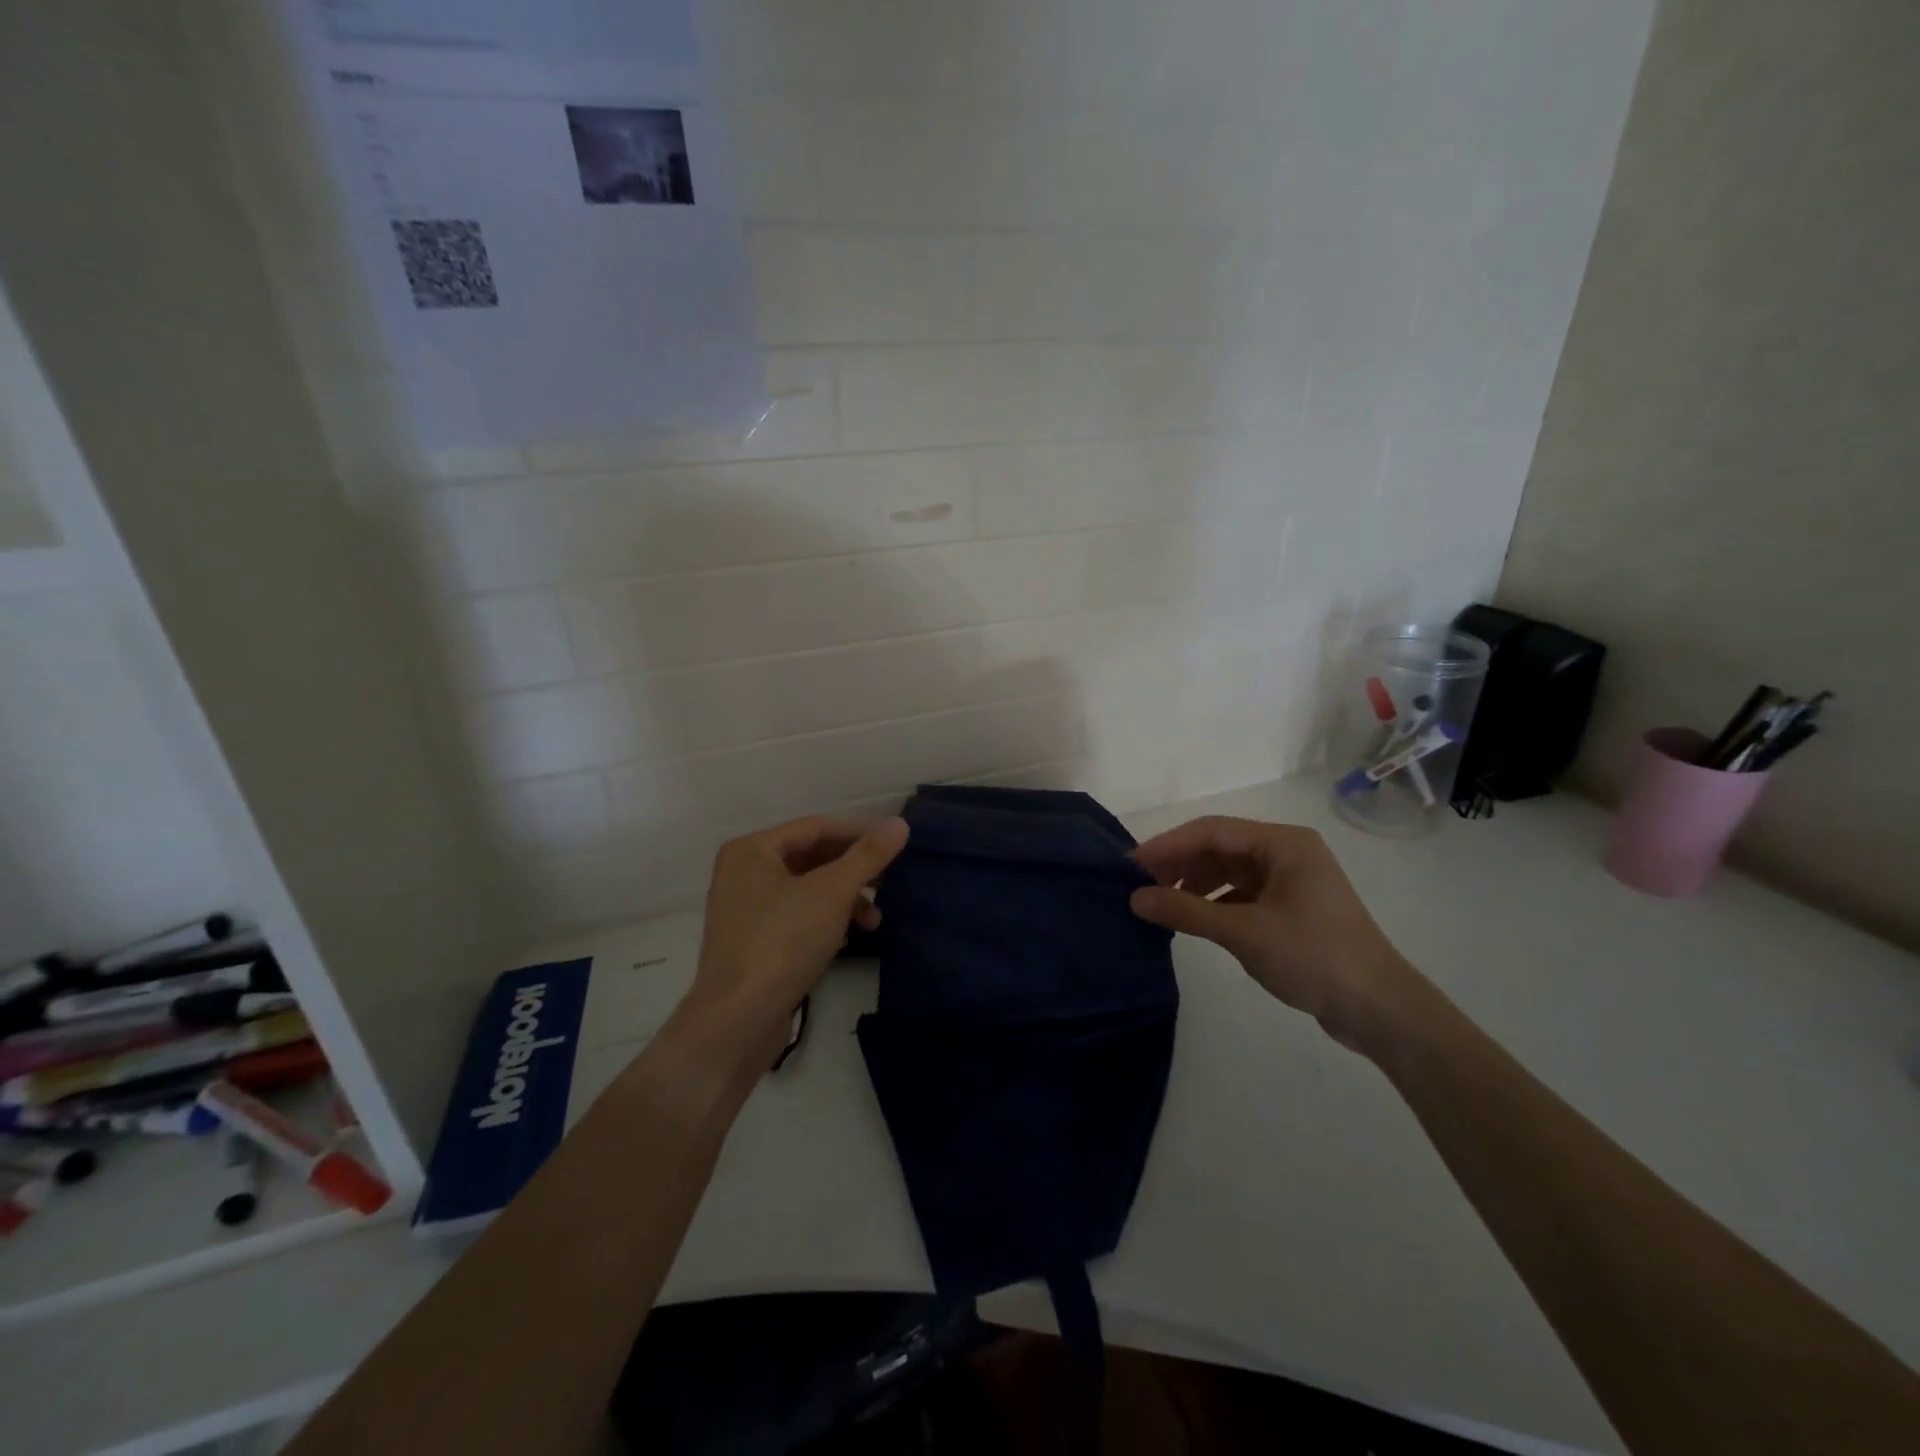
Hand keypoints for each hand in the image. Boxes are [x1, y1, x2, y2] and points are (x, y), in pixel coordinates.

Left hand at [678, 815, 909, 1066]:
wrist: (738, 1021)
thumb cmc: (783, 941)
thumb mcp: (832, 892)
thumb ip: (868, 855)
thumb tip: (900, 823)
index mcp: (752, 850)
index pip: (815, 827)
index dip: (858, 833)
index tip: (896, 845)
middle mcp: (743, 873)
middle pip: (810, 857)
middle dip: (852, 870)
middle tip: (889, 880)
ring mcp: (745, 910)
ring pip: (806, 889)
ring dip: (844, 898)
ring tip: (876, 918)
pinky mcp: (753, 943)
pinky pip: (797, 916)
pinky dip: (826, 919)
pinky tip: (851, 937)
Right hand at [1130, 816, 1416, 1050]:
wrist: (1379, 1009)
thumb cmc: (1313, 957)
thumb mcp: (1243, 932)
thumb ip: (1186, 911)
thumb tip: (1135, 899)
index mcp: (1282, 843)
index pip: (1211, 831)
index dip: (1167, 846)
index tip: (1130, 866)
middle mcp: (1287, 852)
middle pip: (1219, 848)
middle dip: (1178, 864)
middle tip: (1139, 886)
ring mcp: (1291, 880)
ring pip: (1228, 871)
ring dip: (1194, 884)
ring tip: (1160, 904)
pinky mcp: (1291, 908)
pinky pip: (1241, 893)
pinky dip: (1213, 903)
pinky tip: (1192, 919)